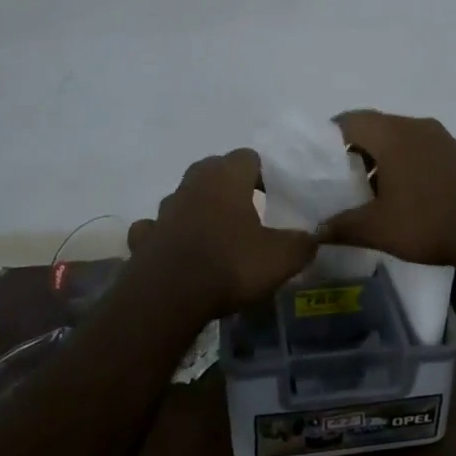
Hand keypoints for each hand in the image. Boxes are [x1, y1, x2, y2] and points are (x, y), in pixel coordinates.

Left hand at [127, 149, 317, 318]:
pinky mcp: (143, 238)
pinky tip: (180, 252)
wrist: (168, 298)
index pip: (249, 157)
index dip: (264, 173)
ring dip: (199, 210)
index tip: (275, 195)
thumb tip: (312, 238)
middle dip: (230, 186)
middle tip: (249, 210)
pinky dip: (169, 236)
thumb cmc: (230, 265)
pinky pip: (157, 229)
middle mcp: (192, 184)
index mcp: (226, 177)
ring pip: (185, 198)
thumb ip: (302, 244)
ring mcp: (163, 211)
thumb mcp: (281, 258)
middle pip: (213, 171)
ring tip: (217, 234)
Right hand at [321, 111, 455, 275]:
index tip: (316, 161)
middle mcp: (417, 126)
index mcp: (392, 134)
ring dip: (382, 160)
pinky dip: (405, 166)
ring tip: (368, 192)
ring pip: (400, 140)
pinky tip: (403, 196)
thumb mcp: (378, 228)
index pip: (349, 120)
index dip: (328, 138)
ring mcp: (443, 139)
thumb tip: (315, 231)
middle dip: (354, 151)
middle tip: (338, 179)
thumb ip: (342, 226)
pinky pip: (421, 151)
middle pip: (375, 128)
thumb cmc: (430, 221)